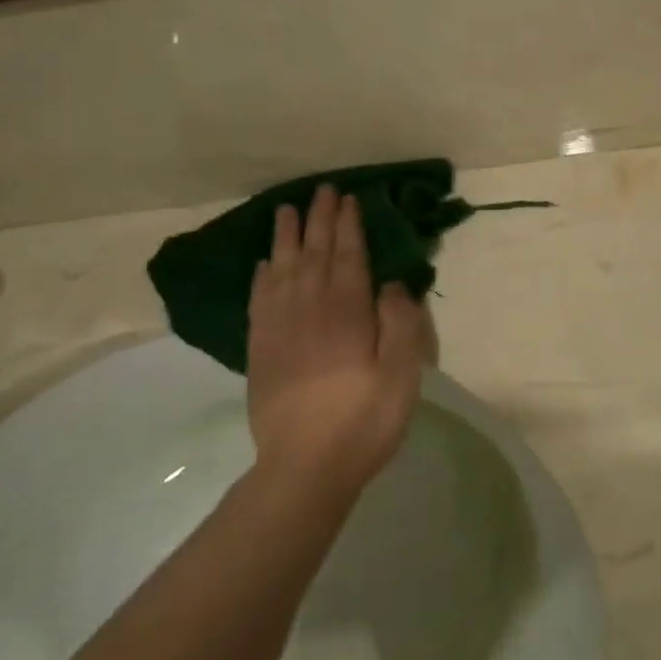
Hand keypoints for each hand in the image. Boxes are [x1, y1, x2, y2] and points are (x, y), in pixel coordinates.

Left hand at [245, 185, 427, 505]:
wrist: (305, 468)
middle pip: (313, 255)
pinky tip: (265, 265)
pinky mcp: (261, 351)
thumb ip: (399, 322)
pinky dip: (262, 277)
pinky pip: (259, 301)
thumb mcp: (401, 372)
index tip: (348, 198)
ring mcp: (279, 330)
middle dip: (319, 221)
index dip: (348, 226)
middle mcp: (309, 310)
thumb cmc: (364, 419)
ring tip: (286, 212)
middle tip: (322, 191)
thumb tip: (392, 284)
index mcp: (346, 312)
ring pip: (282, 271)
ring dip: (286, 239)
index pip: (347, 257)